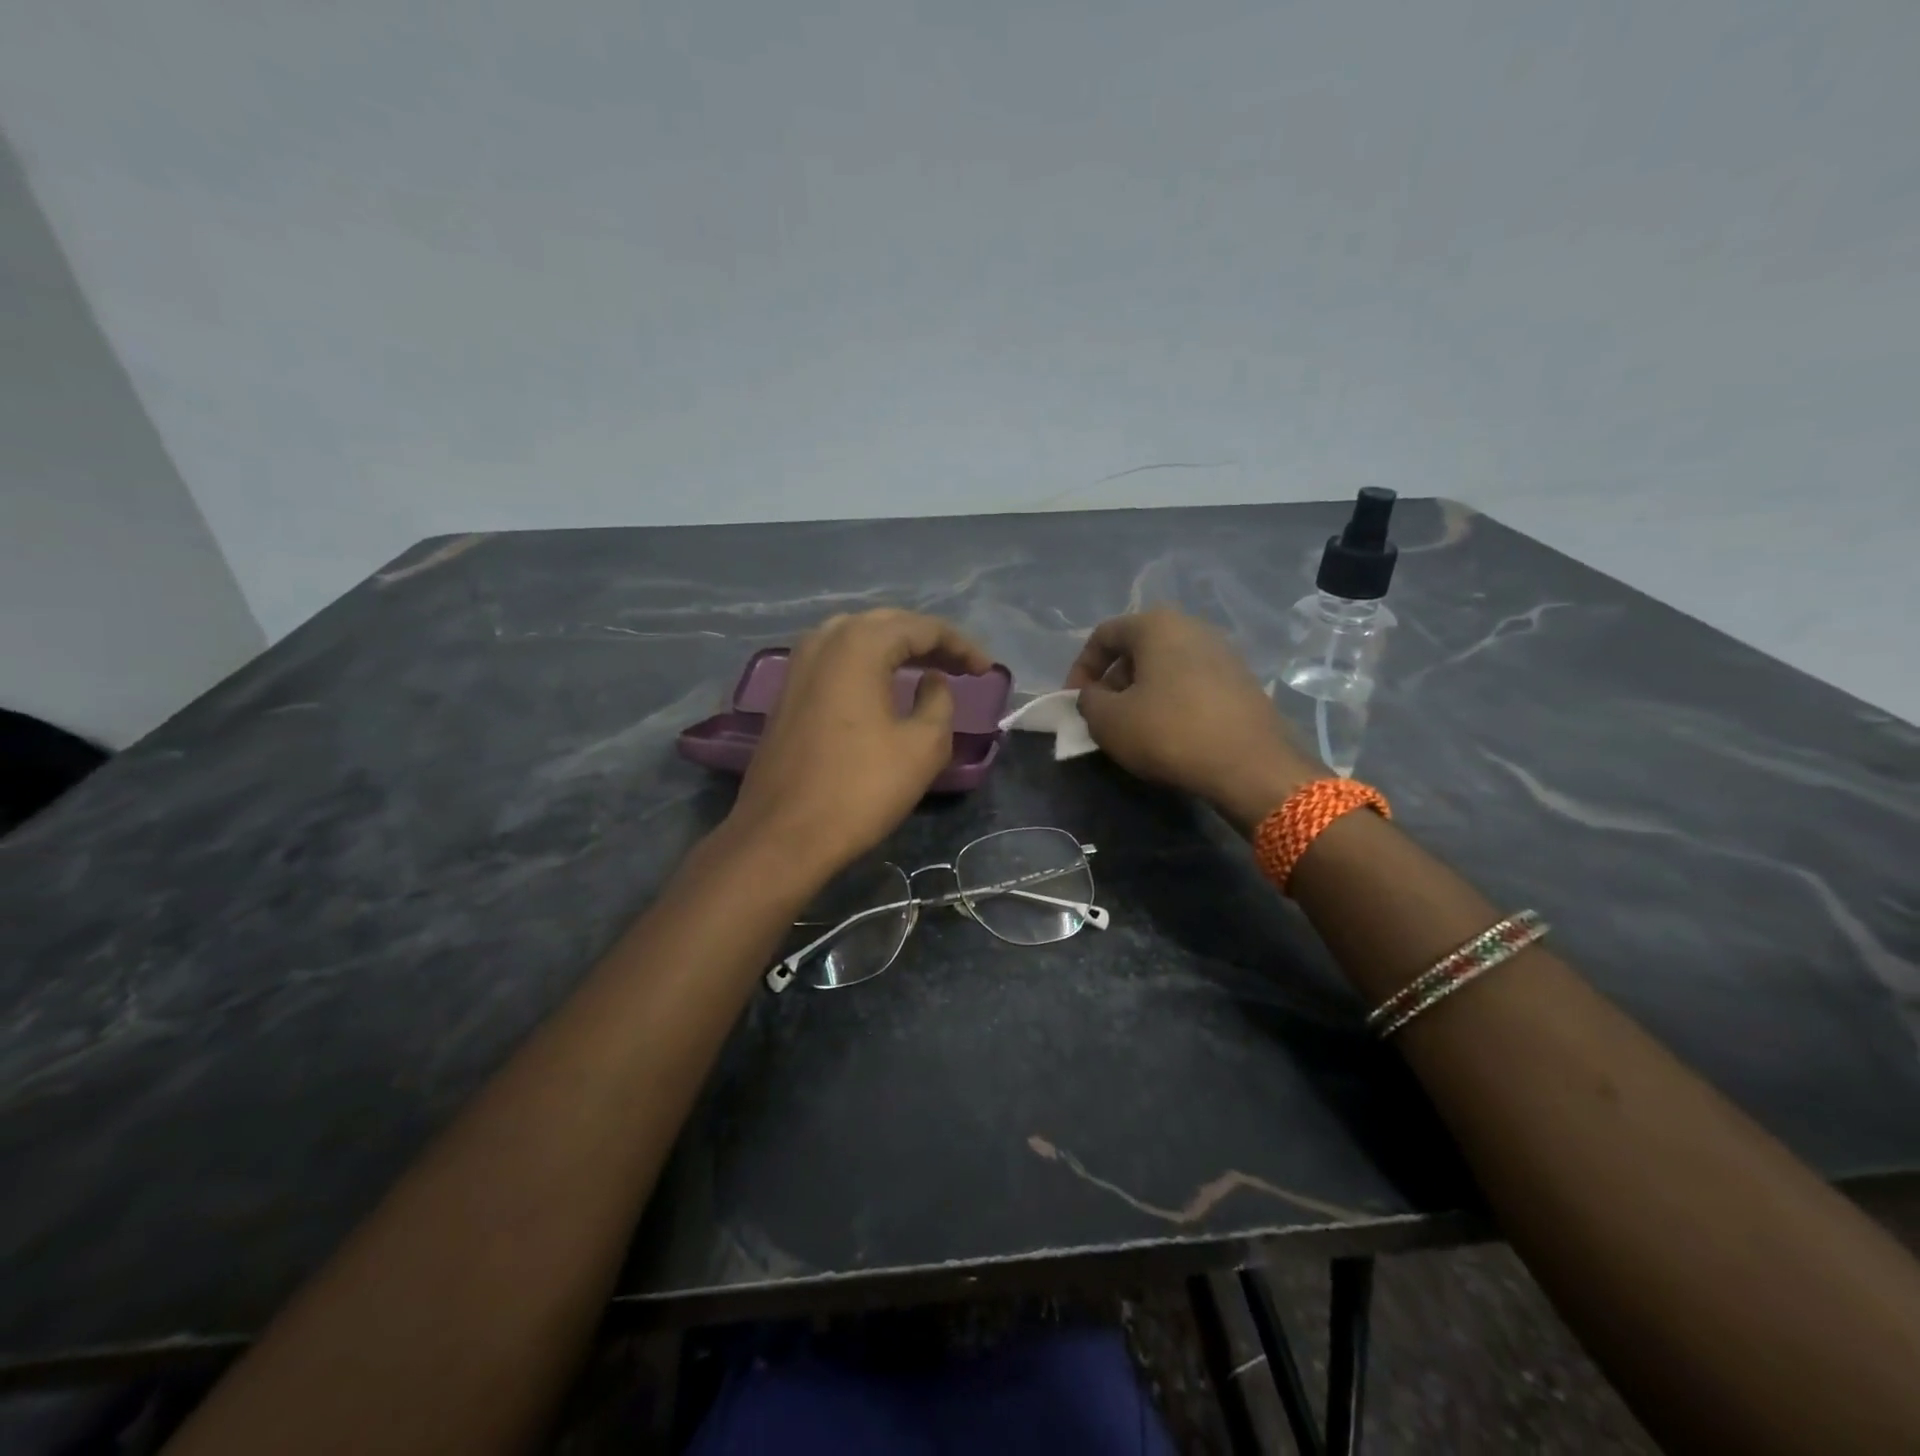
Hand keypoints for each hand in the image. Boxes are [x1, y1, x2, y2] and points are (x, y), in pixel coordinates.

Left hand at [728, 609, 992, 877]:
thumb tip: (933, 681)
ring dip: (896, 648)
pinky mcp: (787, 691)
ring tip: (927, 669)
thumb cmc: (860, 789)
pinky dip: (868, 663)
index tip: (986, 670)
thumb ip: (939, 702)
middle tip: (962, 667)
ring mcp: (799, 665)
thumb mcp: (922, 747)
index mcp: (859, 645)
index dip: (960, 646)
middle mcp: (825, 641)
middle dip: (929, 641)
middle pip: (887, 624)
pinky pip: (836, 659)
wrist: (783, 834)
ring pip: (858, 637)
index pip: (921, 628)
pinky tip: (884, 685)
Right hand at [1065, 607, 1318, 833]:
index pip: (1104, 635)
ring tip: (1134, 727)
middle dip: (1113, 681)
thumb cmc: (1169, 732)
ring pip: (1166, 666)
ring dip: (1142, 692)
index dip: (1081, 668)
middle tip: (1103, 715)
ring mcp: (1223, 652)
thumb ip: (1088, 701)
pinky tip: (1170, 733)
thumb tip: (1093, 695)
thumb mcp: (1108, 721)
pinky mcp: (1242, 681)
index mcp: (1156, 625)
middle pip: (1137, 648)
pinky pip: (1192, 682)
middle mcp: (1192, 627)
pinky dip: (1172, 701)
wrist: (1251, 765)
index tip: (1075, 701)